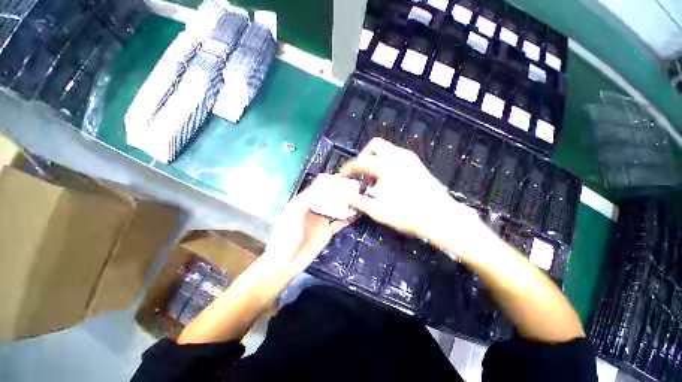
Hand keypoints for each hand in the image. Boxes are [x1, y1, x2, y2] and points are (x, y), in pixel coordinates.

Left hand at [263, 176, 352, 276]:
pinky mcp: (327, 232)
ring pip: (335, 209)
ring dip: (345, 204)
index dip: (328, 182)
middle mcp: (314, 209)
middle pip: (329, 197)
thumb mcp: (294, 212)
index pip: (318, 188)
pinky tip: (356, 214)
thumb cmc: (286, 234)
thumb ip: (308, 198)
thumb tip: (322, 184)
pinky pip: (339, 223)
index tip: (341, 177)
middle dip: (340, 192)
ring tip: (358, 198)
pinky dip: (347, 219)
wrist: (286, 261)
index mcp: (303, 202)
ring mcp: (321, 221)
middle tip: (354, 186)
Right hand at [340, 138, 487, 259]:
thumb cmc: (408, 214)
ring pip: (386, 149)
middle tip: (358, 172)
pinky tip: (386, 178)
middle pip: (374, 146)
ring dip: (375, 159)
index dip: (348, 169)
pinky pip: (396, 155)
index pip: (360, 162)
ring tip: (372, 177)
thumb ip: (357, 201)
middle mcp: (398, 156)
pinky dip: (386, 161)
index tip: (341, 175)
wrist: (440, 217)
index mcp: (386, 167)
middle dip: (363, 156)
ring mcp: (409, 158)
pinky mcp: (416, 163)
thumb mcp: (378, 211)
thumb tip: (343, 197)